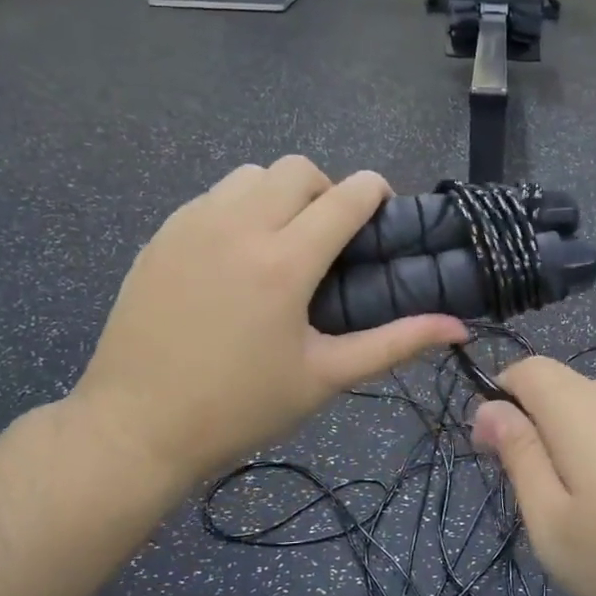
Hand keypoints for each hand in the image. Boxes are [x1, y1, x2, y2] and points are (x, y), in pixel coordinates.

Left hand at [70, 157, 465, 487]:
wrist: (137, 426)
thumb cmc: (241, 407)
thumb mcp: (326, 377)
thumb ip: (395, 343)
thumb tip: (458, 328)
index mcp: (284, 262)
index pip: (345, 196)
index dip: (375, 192)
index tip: (383, 212)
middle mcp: (238, 226)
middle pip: (297, 170)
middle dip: (327, 191)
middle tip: (331, 240)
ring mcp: (191, 225)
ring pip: (250, 175)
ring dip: (280, 195)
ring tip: (283, 244)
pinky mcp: (160, 236)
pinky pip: (212, 197)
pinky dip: (238, 208)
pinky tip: (237, 259)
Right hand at [471, 357, 595, 595]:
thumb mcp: (554, 524)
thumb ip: (518, 458)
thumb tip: (488, 408)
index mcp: (580, 408)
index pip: (527, 369)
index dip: (502, 399)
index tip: (499, 454)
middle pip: (565, 394)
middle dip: (543, 435)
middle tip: (553, 507)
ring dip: (585, 453)